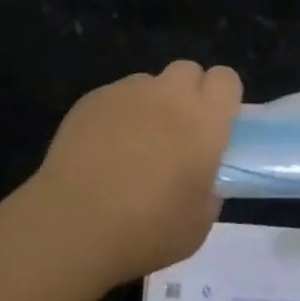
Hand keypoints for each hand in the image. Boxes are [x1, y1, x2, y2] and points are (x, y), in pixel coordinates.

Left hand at [30, 59, 241, 284]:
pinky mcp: (93, 98)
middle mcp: (169, 94)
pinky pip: (116, 97)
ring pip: (149, 83)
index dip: (222, 97)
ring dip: (150, 105)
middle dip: (187, 94)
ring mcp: (128, 92)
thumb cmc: (146, 229)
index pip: (226, 78)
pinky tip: (101, 152)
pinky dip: (116, 116)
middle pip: (188, 71)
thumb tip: (201, 174)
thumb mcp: (199, 222)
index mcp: (204, 119)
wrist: (73, 225)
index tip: (214, 125)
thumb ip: (209, 186)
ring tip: (132, 147)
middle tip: (176, 134)